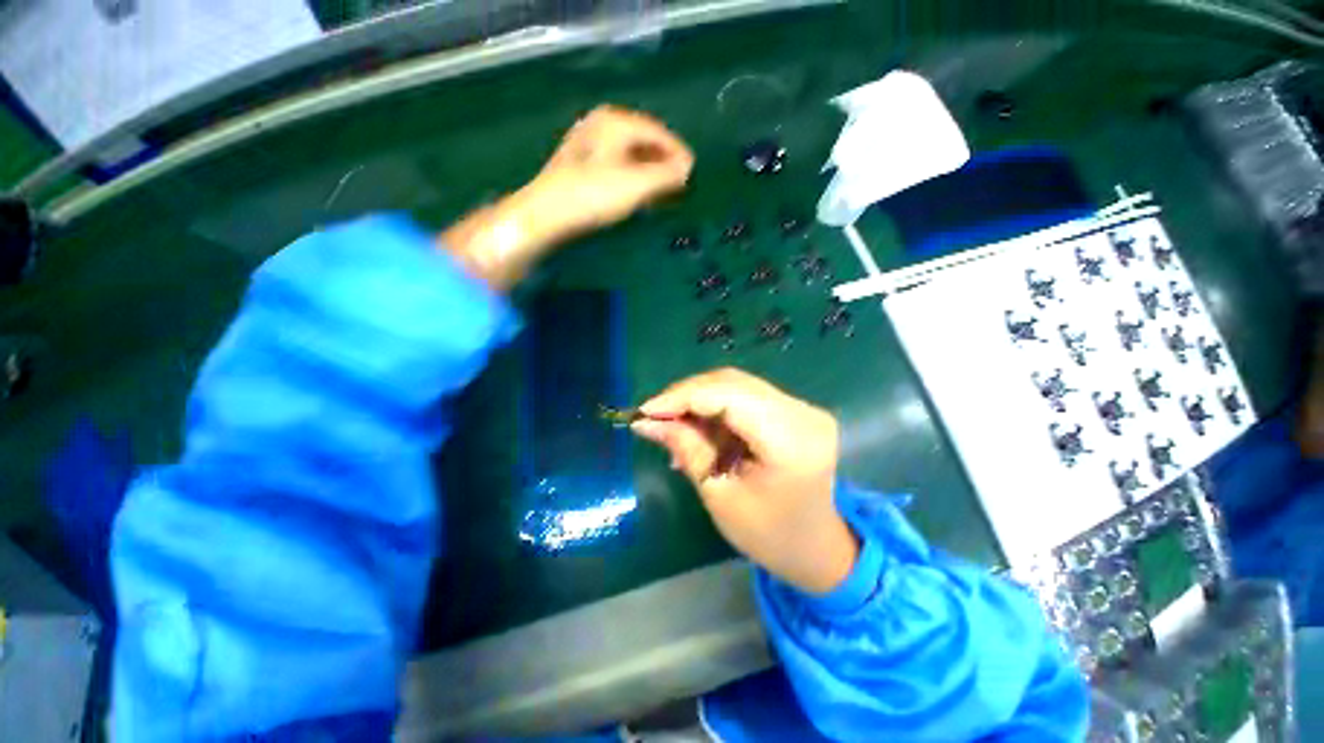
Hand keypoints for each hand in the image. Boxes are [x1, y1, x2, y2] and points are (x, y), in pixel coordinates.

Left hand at [441, 105, 692, 289]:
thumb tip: (687, 168)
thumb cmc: (594, 195)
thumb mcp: (637, 184)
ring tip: (661, 191)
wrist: (546, 214)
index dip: (677, 151)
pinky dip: (630, 178)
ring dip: (648, 172)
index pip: (657, 131)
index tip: (692, 171)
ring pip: (628, 155)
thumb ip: (666, 175)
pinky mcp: (577, 166)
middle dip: (663, 162)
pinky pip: (614, 166)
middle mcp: (600, 125)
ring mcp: (586, 145)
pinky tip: (634, 194)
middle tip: (678, 183)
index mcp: (615, 121)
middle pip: (642, 141)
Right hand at [631, 368, 857, 594]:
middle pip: (732, 383)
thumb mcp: (719, 494)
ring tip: (673, 425)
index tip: (645, 412)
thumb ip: (686, 448)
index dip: (682, 397)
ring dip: (699, 400)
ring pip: (737, 385)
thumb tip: (646, 421)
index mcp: (791, 440)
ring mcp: (803, 408)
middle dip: (687, 395)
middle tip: (655, 417)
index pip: (727, 395)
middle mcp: (803, 413)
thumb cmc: (768, 534)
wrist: (817, 547)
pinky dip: (716, 407)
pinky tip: (698, 427)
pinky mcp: (796, 410)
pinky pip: (746, 396)